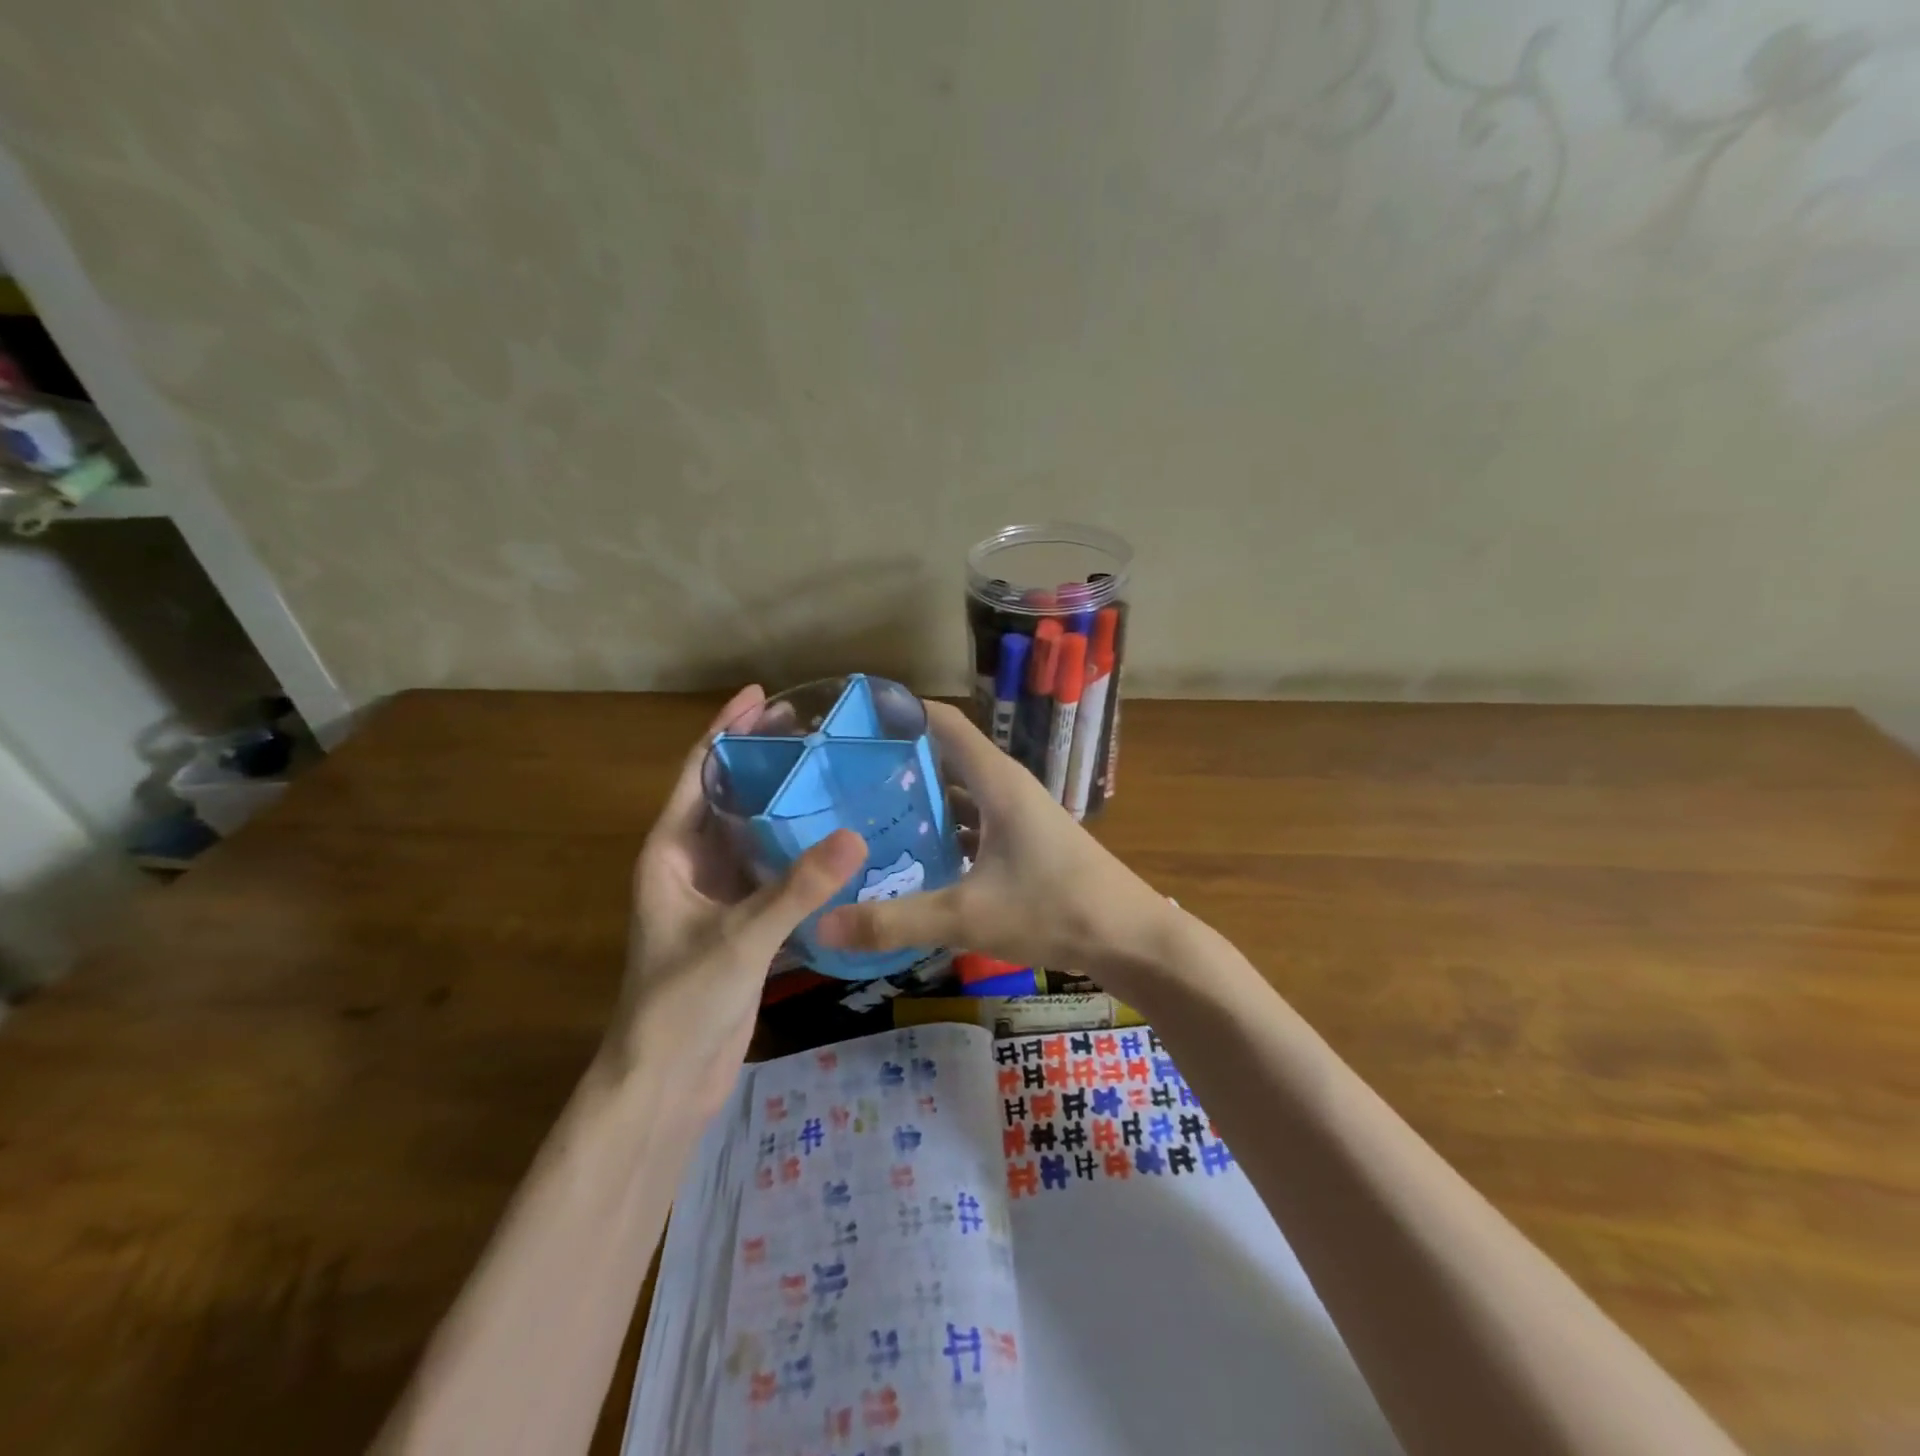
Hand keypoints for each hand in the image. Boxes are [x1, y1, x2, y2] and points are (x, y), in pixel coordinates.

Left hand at [613, 685, 865, 1120]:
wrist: (665, 1082)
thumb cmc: (682, 1002)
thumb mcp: (741, 938)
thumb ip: (797, 888)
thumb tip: (856, 835)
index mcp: (671, 853)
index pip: (699, 773)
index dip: (727, 730)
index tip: (764, 696)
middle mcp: (692, 866)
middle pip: (731, 797)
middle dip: (765, 761)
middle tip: (814, 730)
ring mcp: (718, 896)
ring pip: (755, 835)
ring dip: (787, 807)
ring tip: (834, 776)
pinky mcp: (743, 925)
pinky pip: (774, 874)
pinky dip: (801, 854)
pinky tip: (839, 843)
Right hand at [816, 702, 1179, 1002]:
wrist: (1131, 939)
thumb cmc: (1055, 909)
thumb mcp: (968, 916)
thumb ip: (895, 920)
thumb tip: (822, 924)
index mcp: (996, 779)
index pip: (940, 721)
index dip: (898, 712)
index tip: (849, 722)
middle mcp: (1006, 787)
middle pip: (944, 757)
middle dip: (896, 762)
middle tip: (839, 778)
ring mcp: (1018, 816)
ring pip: (959, 795)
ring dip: (919, 801)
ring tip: (864, 815)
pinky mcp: (1024, 845)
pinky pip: (973, 825)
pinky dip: (943, 833)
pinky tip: (912, 859)